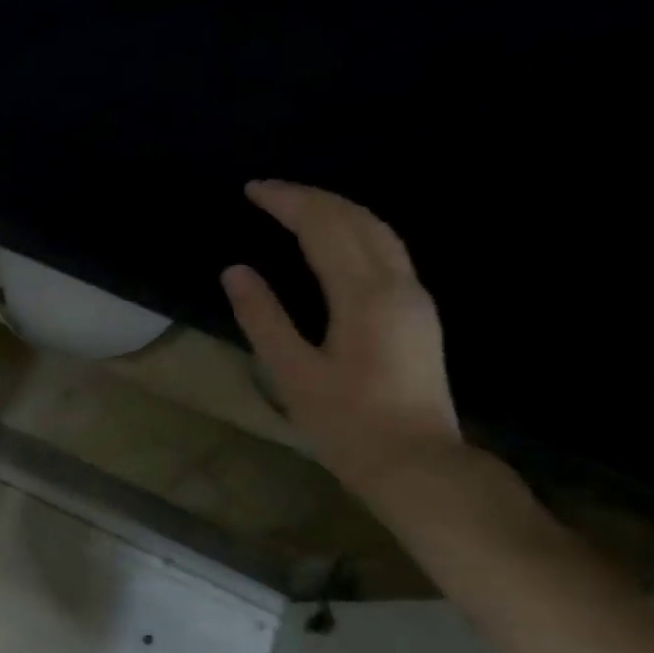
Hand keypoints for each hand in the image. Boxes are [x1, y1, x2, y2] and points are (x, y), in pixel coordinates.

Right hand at [222, 180, 461, 499]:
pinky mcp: (418, 313)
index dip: (288, 202)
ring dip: (337, 210)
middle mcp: (398, 285)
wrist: (416, 463)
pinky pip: (387, 251)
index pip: (325, 228)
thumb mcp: (292, 372)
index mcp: (364, 296)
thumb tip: (235, 271)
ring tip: (296, 206)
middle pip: (359, 220)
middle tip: (268, 191)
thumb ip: (264, 317)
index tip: (252, 190)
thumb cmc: (346, 423)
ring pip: (380, 232)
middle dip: (312, 197)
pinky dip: (354, 231)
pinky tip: (333, 240)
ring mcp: (415, 298)